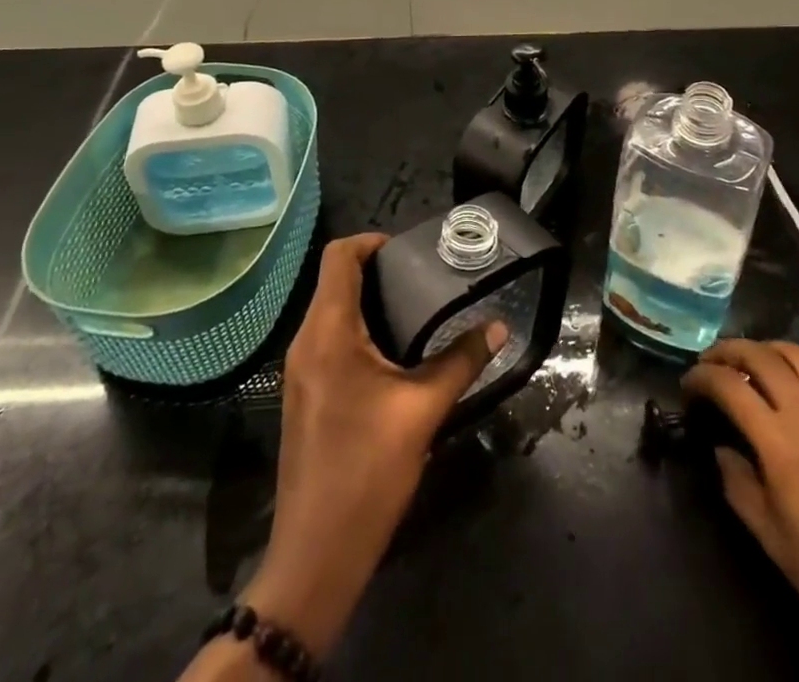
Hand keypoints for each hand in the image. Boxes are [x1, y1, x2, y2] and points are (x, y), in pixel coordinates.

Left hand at [243, 233, 507, 656]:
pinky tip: (395, 353)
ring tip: (417, 309)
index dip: (372, 241)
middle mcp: (306, 342)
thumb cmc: (366, 472)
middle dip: (377, 270)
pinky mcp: (305, 395)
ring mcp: (300, 371)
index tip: (410, 251)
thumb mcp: (422, 411)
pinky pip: (329, 340)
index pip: (339, 257)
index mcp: (328, 332)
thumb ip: (461, 361)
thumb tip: (499, 326)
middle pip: (335, 280)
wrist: (315, 556)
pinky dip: (359, 330)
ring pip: (331, 311)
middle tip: (424, 278)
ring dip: (369, 301)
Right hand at [682, 341, 798, 681]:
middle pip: (762, 356)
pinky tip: (783, 388)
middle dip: (727, 350)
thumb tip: (722, 447)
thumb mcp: (766, 535)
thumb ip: (735, 479)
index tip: (686, 385)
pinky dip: (793, 368)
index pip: (731, 386)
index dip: (701, 377)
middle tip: (707, 363)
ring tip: (744, 363)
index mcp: (783, 445)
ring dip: (763, 349)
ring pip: (796, 354)